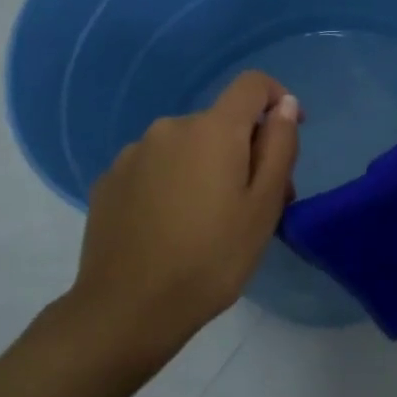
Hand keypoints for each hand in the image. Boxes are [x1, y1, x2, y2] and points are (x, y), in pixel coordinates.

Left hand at [65, 72, 299, 371]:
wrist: (126, 311)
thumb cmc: (211, 258)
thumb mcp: (264, 206)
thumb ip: (280, 146)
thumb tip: (285, 106)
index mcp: (213, 129)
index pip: (252, 84)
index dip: (278, 100)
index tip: (287, 135)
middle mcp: (170, 127)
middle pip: (221, 123)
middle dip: (244, 151)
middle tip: (256, 205)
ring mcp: (133, 154)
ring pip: (187, 147)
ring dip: (207, 168)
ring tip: (210, 223)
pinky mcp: (109, 181)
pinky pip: (156, 168)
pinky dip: (173, 184)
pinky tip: (171, 228)